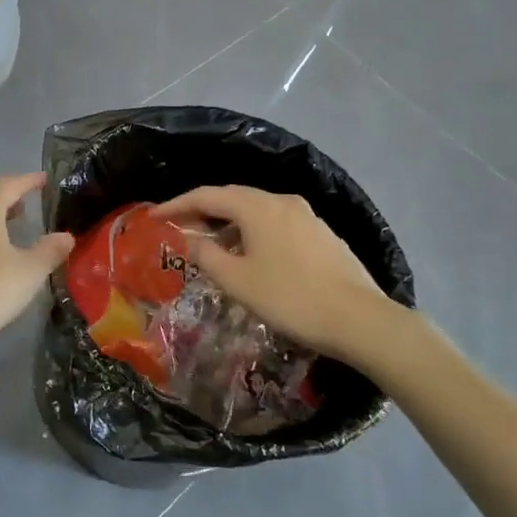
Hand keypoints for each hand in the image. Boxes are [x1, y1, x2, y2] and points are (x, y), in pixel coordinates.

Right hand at [154, 184, 402, 368]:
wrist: (361, 321)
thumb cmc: (290, 298)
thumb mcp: (237, 281)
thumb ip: (206, 255)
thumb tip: (190, 240)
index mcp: (257, 207)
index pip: (207, 195)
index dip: (177, 205)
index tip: (154, 216)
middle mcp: (282, 201)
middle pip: (233, 198)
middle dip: (202, 211)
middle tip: (179, 228)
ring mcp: (307, 216)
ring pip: (256, 211)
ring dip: (229, 224)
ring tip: (212, 246)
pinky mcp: (322, 235)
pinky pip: (276, 224)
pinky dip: (253, 233)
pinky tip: (251, 256)